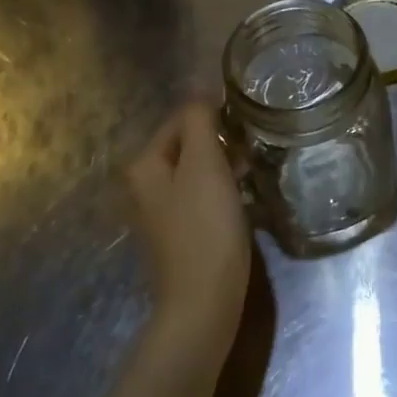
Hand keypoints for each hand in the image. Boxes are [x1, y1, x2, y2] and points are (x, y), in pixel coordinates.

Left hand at [125, 102, 252, 356]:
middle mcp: (141, 185)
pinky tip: (242, 201)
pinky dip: (220, 191)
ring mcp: (157, 212)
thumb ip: (200, 122)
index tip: (251, 124)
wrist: (203, 302)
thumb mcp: (204, 165)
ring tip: (254, 172)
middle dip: (221, 142)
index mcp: (143, 163)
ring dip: (224, 166)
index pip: (182, 117)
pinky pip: (199, 197)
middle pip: (187, 144)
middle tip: (255, 149)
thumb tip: (203, 93)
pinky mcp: (176, 234)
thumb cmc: (206, 228)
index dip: (217, 115)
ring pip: (195, 171)